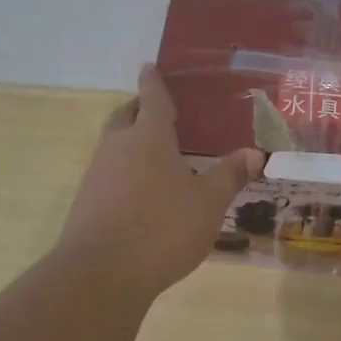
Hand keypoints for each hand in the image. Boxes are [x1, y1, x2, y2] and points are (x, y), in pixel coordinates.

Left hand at [55, 64, 263, 300]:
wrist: (101, 274)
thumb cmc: (162, 228)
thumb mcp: (208, 203)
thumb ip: (229, 176)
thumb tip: (254, 153)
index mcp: (149, 138)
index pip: (152, 98)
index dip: (153, 81)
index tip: (149, 66)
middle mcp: (118, 148)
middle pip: (125, 117)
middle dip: (138, 108)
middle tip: (156, 110)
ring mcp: (97, 175)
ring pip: (113, 145)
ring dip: (129, 141)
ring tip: (155, 153)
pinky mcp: (86, 203)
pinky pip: (108, 174)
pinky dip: (124, 171)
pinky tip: (141, 192)